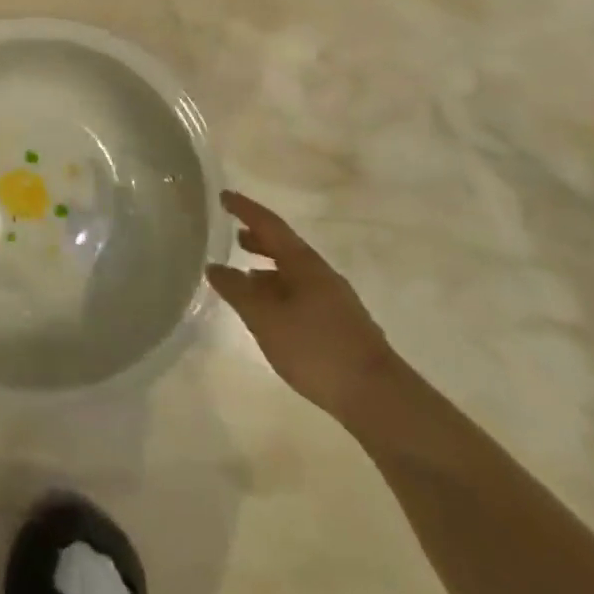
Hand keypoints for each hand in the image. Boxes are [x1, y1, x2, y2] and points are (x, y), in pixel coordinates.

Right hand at [206, 192, 399, 423]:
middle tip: (234, 235)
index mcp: (304, 264)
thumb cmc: (316, 348)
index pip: (269, 225)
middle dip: (258, 239)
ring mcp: (334, 300)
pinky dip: (279, 292)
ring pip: (294, 273)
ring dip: (268, 269)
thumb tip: (215, 267)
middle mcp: (321, 275)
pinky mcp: (340, 325)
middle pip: (285, 247)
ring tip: (245, 276)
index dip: (245, 209)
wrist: (378, 397)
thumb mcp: (265, 318)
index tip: (224, 196)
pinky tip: (270, 312)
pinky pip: (301, 294)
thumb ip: (237, 290)